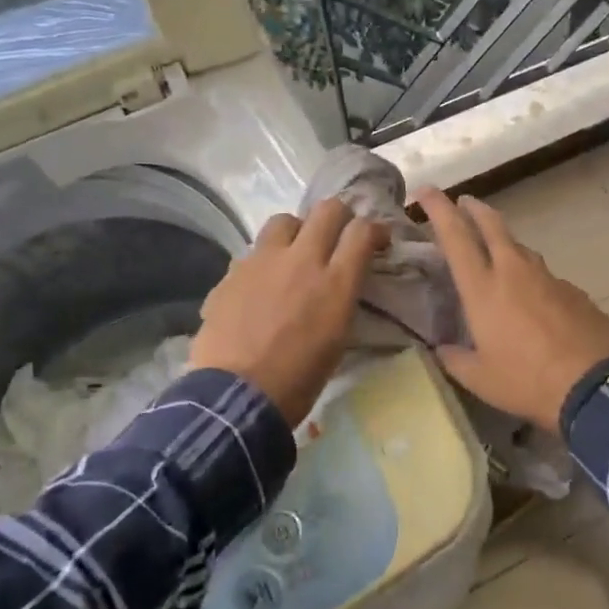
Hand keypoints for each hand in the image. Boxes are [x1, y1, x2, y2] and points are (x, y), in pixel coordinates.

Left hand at [190, 201, 387, 425]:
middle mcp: (301, 260)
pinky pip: (254, 252)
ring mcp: (262, 261)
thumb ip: (341, 298)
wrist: (235, 398)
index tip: (376, 242)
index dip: (375, 230)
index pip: (363, 231)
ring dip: (297, 231)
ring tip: (294, 254)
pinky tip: (260, 286)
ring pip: (285, 220)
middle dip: (340, 217)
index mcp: (334, 282)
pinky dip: (265, 262)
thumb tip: (341, 282)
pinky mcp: (232, 272)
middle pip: (328, 210)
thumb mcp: (337, 338)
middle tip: (339, 236)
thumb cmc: (298, 380)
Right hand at [415, 187, 608, 429]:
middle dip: (474, 208)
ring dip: (504, 241)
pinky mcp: (573, 290)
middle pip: (491, 225)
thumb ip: (455, 359)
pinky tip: (534, 300)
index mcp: (483, 288)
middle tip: (464, 202)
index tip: (426, 190)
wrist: (594, 386)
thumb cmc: (527, 381)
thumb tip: (442, 349)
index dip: (438, 208)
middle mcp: (513, 271)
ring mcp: (547, 277)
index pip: (455, 236)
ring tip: (496, 252)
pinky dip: (531, 278)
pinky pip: (544, 276)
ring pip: (520, 247)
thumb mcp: (479, 379)